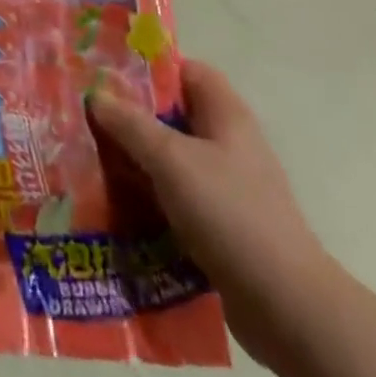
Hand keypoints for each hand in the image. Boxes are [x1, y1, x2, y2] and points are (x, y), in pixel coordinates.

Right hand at [89, 60, 339, 368]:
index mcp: (225, 113)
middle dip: (132, 117)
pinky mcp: (222, 225)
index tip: (107, 76)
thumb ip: (130, 123)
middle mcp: (228, 142)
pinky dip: (151, 197)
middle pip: (173, 115)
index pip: (185, 70)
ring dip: (137, 160)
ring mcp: (227, 186)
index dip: (148, 68)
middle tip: (89, 118)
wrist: (286, 308)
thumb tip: (96, 94)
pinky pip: (177, 196)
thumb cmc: (229, 213)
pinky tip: (119, 204)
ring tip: (92, 160)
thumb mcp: (170, 159)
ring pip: (171, 158)